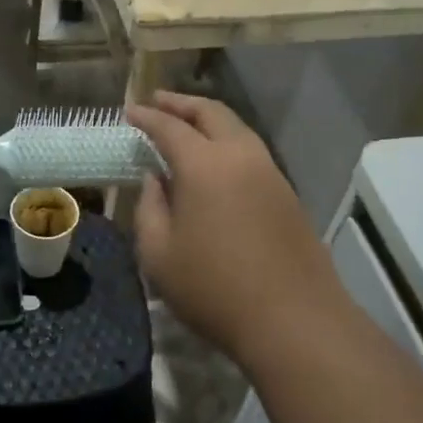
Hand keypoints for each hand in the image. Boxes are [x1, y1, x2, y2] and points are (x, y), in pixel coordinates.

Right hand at [127, 92, 343, 363]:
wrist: (293, 319)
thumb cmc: (213, 288)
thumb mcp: (159, 254)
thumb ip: (150, 208)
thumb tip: (156, 179)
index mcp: (204, 164)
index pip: (170, 126)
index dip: (146, 116)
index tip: (129, 111)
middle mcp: (241, 156)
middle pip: (211, 113)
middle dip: (181, 103)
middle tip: (157, 102)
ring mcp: (270, 172)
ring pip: (237, 129)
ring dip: (208, 120)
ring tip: (186, 126)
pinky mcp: (287, 194)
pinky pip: (251, 152)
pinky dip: (227, 143)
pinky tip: (215, 163)